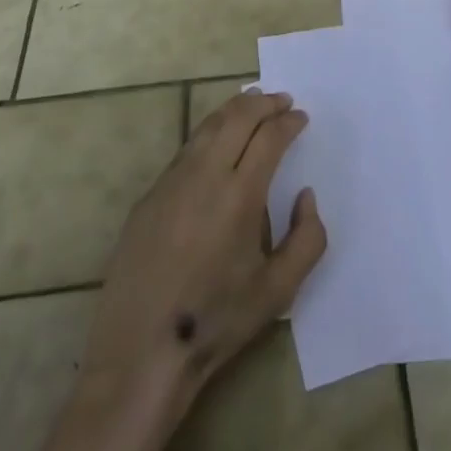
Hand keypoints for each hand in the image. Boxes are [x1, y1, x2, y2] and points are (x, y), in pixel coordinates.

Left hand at [45, 91, 327, 450]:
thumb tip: (305, 195)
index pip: (270, 136)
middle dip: (264, 103)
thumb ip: (307, 240)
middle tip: (282, 100)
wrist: (142, 350)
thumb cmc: (216, 321)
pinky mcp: (151, 193)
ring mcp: (173, 179)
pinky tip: (217, 141)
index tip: (301, 117)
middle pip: (238, 117)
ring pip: (209, 125)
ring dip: (235, 109)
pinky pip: (187, 147)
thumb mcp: (278, 292)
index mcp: (241, 194)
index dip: (289, 122)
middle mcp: (206, 174)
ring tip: (252, 104)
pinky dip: (210, 131)